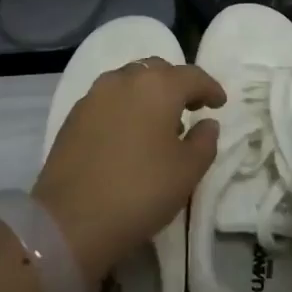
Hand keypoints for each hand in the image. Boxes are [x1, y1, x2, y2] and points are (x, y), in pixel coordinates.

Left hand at [33, 59, 226, 281]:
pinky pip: (108, 101)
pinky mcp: (73, 117)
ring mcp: (93, 96)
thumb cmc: (141, 190)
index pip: (192, 76)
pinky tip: (130, 135)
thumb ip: (205, 140)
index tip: (220, 104)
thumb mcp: (188, 170)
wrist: (71, 220)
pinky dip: (125, 108)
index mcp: (157, 86)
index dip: (210, 88)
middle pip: (157, 71)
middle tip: (191, 108)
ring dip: (149, 95)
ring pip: (129, 82)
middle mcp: (123, 80)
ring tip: (159, 124)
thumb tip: (206, 123)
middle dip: (177, 85)